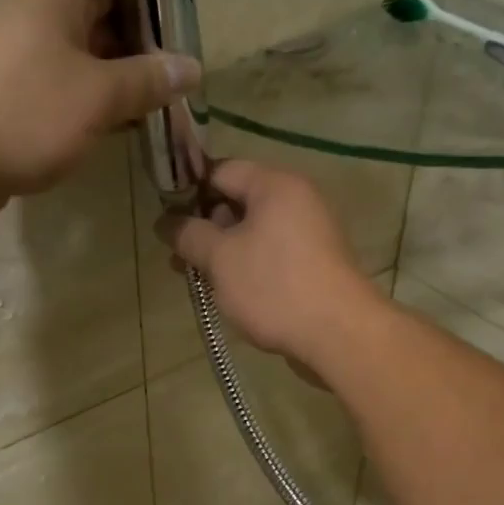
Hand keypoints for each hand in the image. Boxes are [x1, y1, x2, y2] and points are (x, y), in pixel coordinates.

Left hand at [0, 0, 201, 224]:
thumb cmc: (28, 114)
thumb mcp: (99, 96)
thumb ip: (148, 80)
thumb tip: (191, 67)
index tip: (181, 31)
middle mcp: (31, 15)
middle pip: (97, 19)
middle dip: (137, 49)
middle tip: (174, 81)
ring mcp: (13, 56)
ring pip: (77, 59)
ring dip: (112, 82)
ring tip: (151, 109)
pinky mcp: (3, 94)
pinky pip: (55, 89)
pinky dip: (84, 104)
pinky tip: (110, 129)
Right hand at [159, 159, 385, 381]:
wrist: (338, 334)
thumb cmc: (273, 286)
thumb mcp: (220, 259)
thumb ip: (189, 235)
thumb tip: (165, 222)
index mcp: (275, 185)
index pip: (222, 170)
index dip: (189, 190)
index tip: (165, 218)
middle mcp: (297, 199)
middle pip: (238, 201)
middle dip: (204, 227)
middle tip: (177, 256)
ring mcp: (310, 233)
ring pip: (253, 232)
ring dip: (222, 251)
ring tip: (195, 278)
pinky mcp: (314, 264)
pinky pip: (271, 254)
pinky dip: (246, 266)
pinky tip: (227, 291)